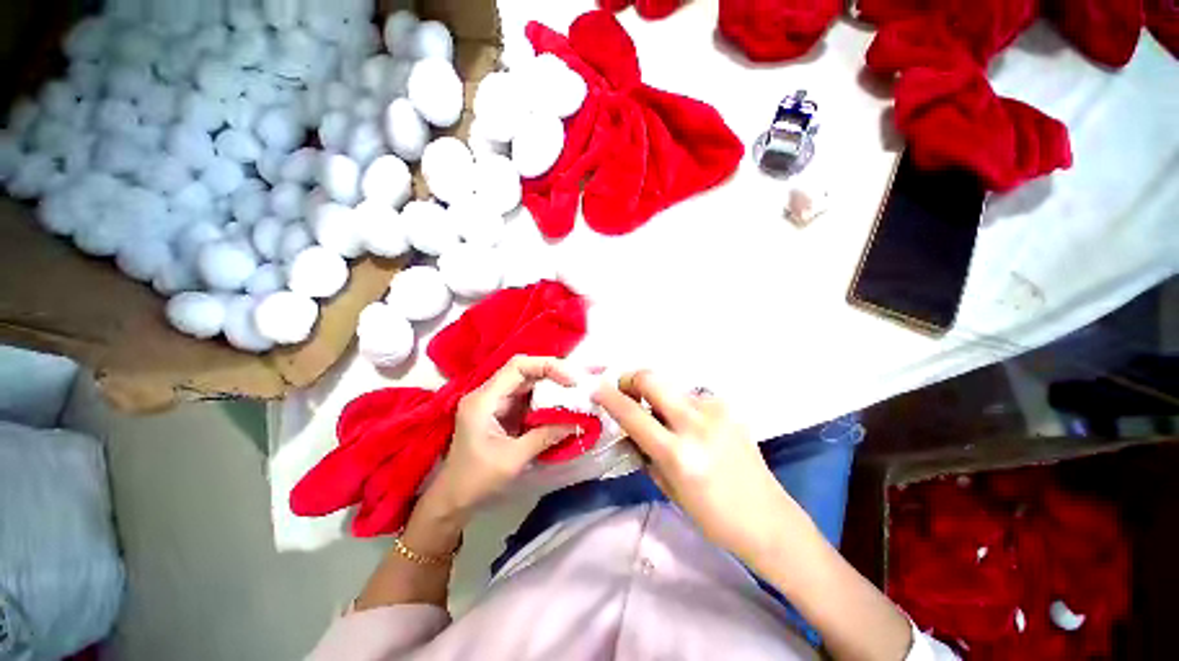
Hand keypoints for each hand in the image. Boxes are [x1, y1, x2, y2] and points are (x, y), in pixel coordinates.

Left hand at [422, 356, 579, 519]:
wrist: (452, 500)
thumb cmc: (476, 480)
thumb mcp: (513, 459)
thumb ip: (545, 436)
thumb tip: (577, 422)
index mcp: (484, 400)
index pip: (517, 367)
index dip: (546, 366)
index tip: (570, 380)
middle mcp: (488, 394)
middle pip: (523, 371)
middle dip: (552, 374)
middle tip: (576, 385)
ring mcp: (494, 403)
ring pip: (526, 383)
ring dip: (550, 387)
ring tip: (573, 395)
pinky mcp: (501, 413)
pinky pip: (526, 398)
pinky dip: (544, 401)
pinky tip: (559, 408)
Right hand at [593, 371, 798, 562]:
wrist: (767, 518)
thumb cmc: (712, 515)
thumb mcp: (667, 486)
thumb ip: (643, 450)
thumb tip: (627, 426)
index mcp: (678, 454)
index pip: (632, 414)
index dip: (609, 397)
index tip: (596, 389)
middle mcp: (696, 424)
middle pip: (652, 378)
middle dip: (631, 379)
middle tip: (626, 392)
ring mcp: (716, 411)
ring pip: (672, 387)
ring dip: (659, 397)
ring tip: (665, 420)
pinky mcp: (729, 406)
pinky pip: (692, 396)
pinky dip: (681, 406)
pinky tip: (691, 426)